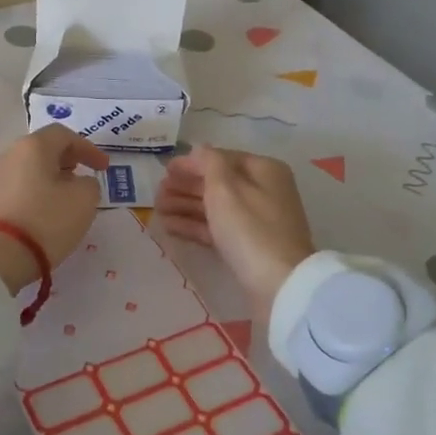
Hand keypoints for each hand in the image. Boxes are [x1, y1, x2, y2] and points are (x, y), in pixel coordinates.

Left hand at [0, 125, 107, 291]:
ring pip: (30, 169)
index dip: (88, 148)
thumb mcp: (84, 200)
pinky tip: (46, 211)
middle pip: (43, 149)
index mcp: (33, 146)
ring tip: (67, 197)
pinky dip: (37, 193)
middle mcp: (10, 155)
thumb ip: (89, 184)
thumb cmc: (46, 220)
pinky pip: (19, 188)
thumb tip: (79, 183)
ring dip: (51, 178)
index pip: (64, 135)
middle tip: (83, 176)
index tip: (104, 168)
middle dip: (67, 160)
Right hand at [158, 146, 315, 321]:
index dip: (192, 163)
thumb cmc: (249, 228)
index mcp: (263, 170)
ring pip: (215, 207)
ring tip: (157, 210)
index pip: (222, 159)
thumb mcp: (225, 187)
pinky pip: (217, 229)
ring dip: (185, 206)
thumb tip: (199, 150)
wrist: (278, 284)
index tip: (165, 170)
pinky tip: (170, 227)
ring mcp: (256, 221)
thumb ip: (209, 162)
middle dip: (185, 186)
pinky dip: (194, 226)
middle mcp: (263, 191)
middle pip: (217, 184)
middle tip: (156, 193)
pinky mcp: (247, 246)